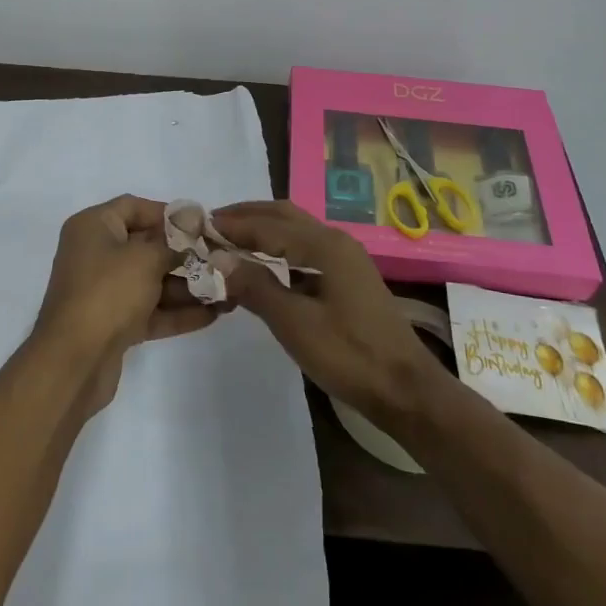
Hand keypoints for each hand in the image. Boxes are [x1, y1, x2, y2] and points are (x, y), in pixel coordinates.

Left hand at [32, 195, 219, 412]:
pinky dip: (177, 312)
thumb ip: (173, 244)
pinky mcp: (113, 324)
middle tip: (222, 260)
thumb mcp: (145, 258)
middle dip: (185, 255)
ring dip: (187, 286)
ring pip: (151, 282)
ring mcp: (104, 291)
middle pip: (146, 246)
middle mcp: (95, 254)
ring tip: (227, 290)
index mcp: (93, 227)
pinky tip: (213, 315)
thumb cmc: (108, 293)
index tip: (202, 226)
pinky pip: (150, 310)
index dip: (169, 214)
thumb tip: (192, 228)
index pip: (134, 207)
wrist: (73, 362)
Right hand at [212, 201, 448, 427]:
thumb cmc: (349, 355)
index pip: (268, 225)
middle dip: (248, 216)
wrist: (405, 389)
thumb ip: (256, 286)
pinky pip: (306, 249)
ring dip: (264, 230)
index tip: (200, 226)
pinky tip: (265, 266)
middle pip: (284, 215)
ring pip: (296, 230)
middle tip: (213, 224)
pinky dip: (280, 248)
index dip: (233, 226)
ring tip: (232, 240)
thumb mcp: (295, 323)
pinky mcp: (348, 278)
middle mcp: (336, 241)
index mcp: (325, 246)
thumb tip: (219, 258)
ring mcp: (346, 259)